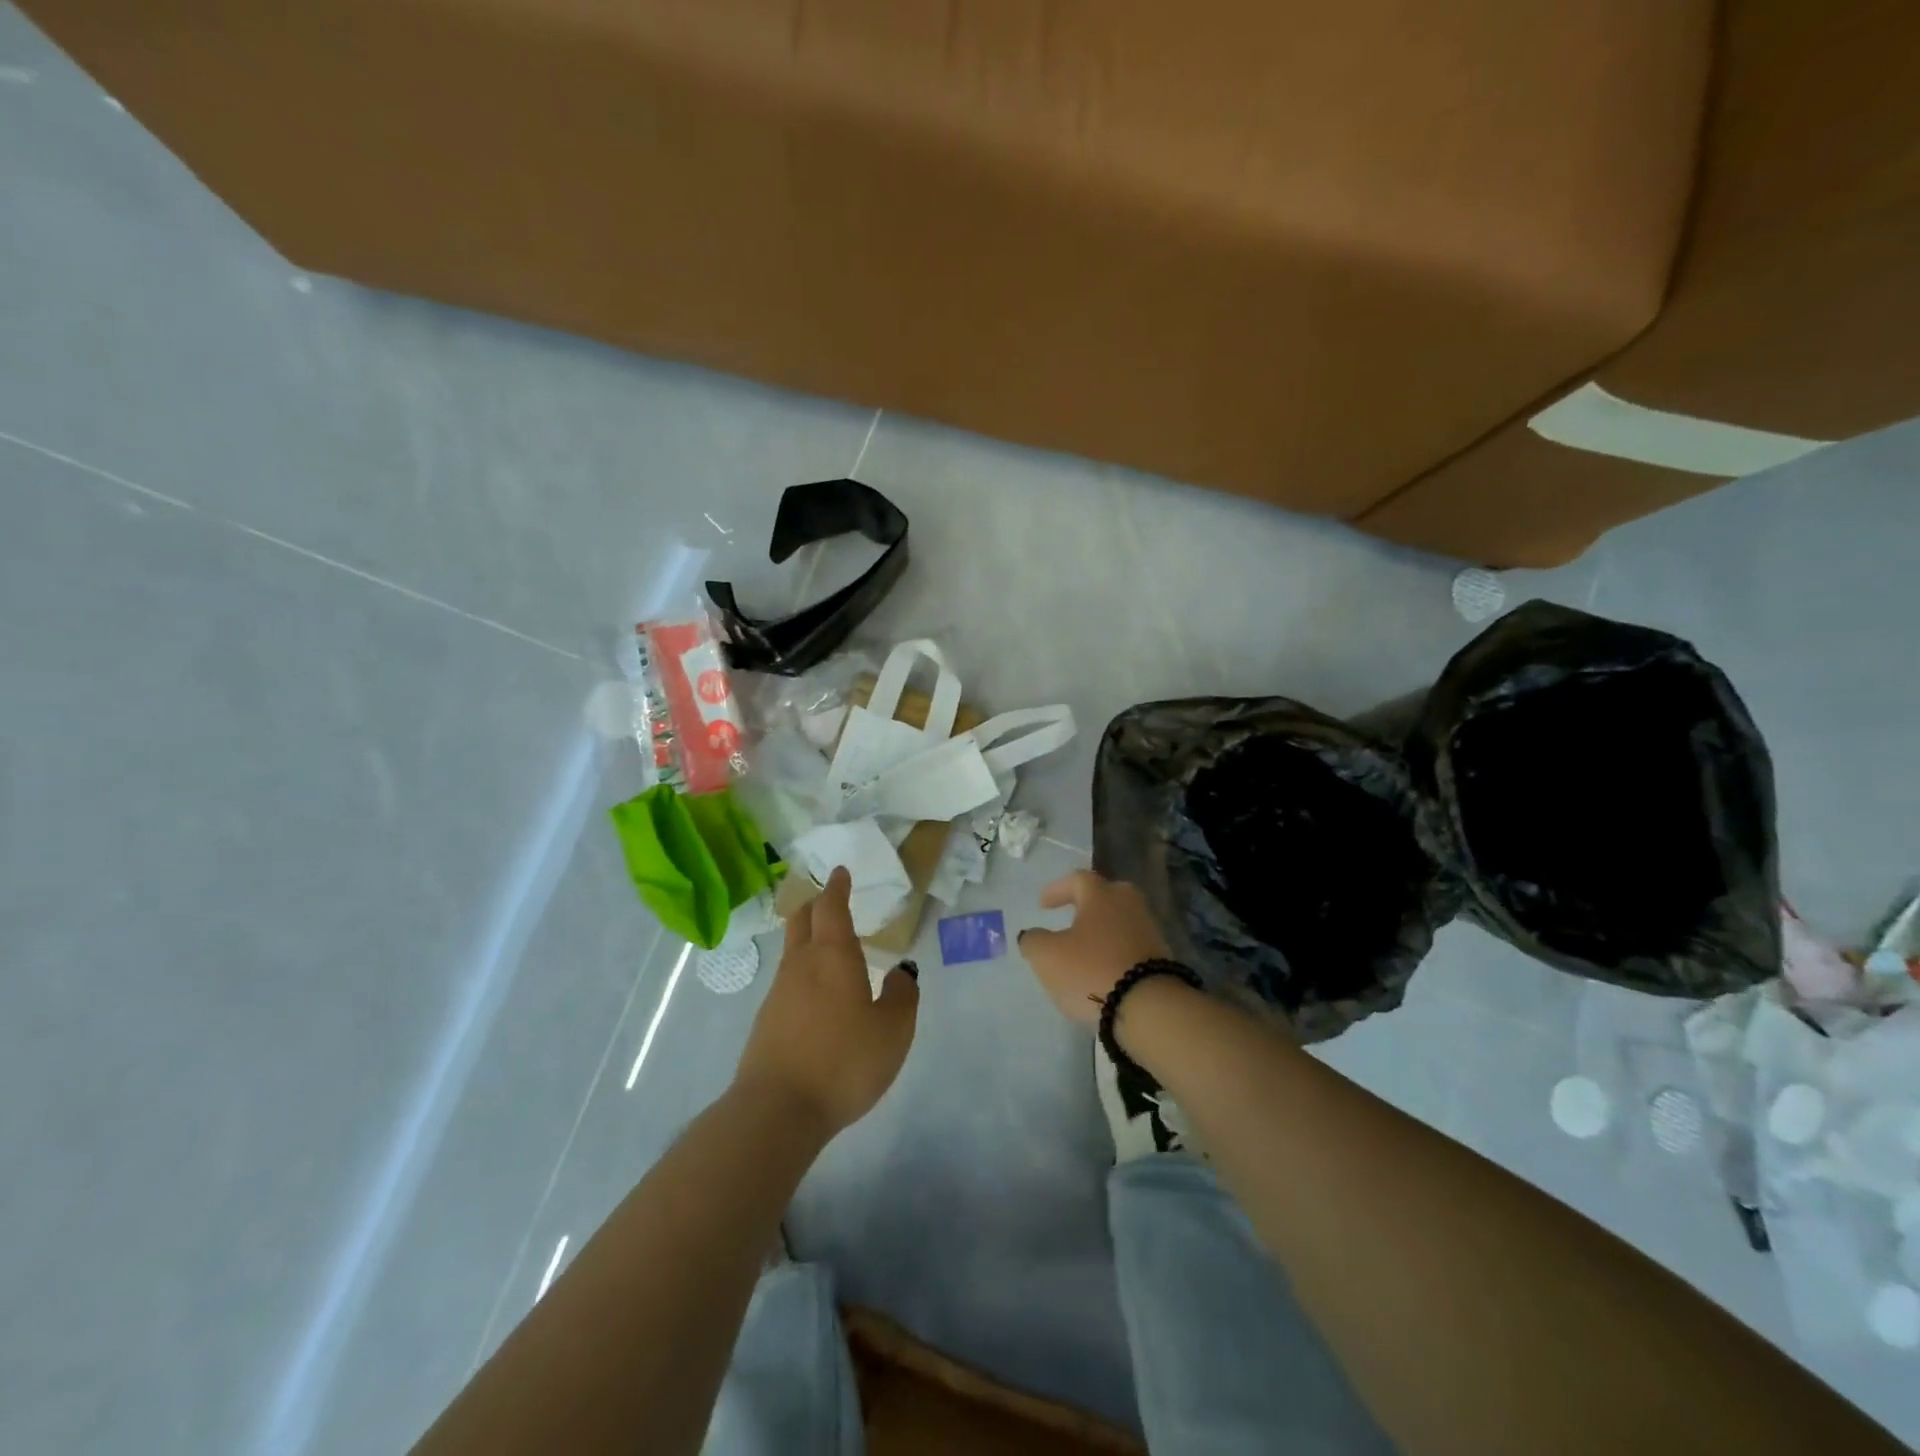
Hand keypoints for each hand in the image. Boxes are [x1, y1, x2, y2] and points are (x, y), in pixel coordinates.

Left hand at [735, 867, 918, 1138]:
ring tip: (829, 948)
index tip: (840, 873)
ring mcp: (778, 993)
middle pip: (802, 921)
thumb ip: (901, 995)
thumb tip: (900, 972)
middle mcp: (801, 965)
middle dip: (816, 905)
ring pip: (792, 951)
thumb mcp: (893, 1031)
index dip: (837, 888)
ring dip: (808, 939)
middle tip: (830, 900)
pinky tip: (817, 994)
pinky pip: (788, 981)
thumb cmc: (843, 1061)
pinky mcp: (766, 1021)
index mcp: (833, 956)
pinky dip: (803, 972)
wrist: (777, 1110)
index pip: (831, 908)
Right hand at [1018, 869, 1171, 1025]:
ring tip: (1086, 949)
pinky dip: (1116, 952)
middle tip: (1071, 916)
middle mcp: (1128, 905)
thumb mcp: (1047, 956)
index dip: (1057, 889)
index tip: (1043, 905)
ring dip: (1102, 930)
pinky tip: (1104, 969)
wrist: (1150, 1007)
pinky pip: (1132, 946)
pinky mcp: (1162, 959)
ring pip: (1121, 921)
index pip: (1078, 879)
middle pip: (1107, 895)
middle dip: (1087, 904)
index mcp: (1101, 895)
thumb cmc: (1091, 970)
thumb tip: (1033, 935)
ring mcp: (1150, 931)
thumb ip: (1033, 941)